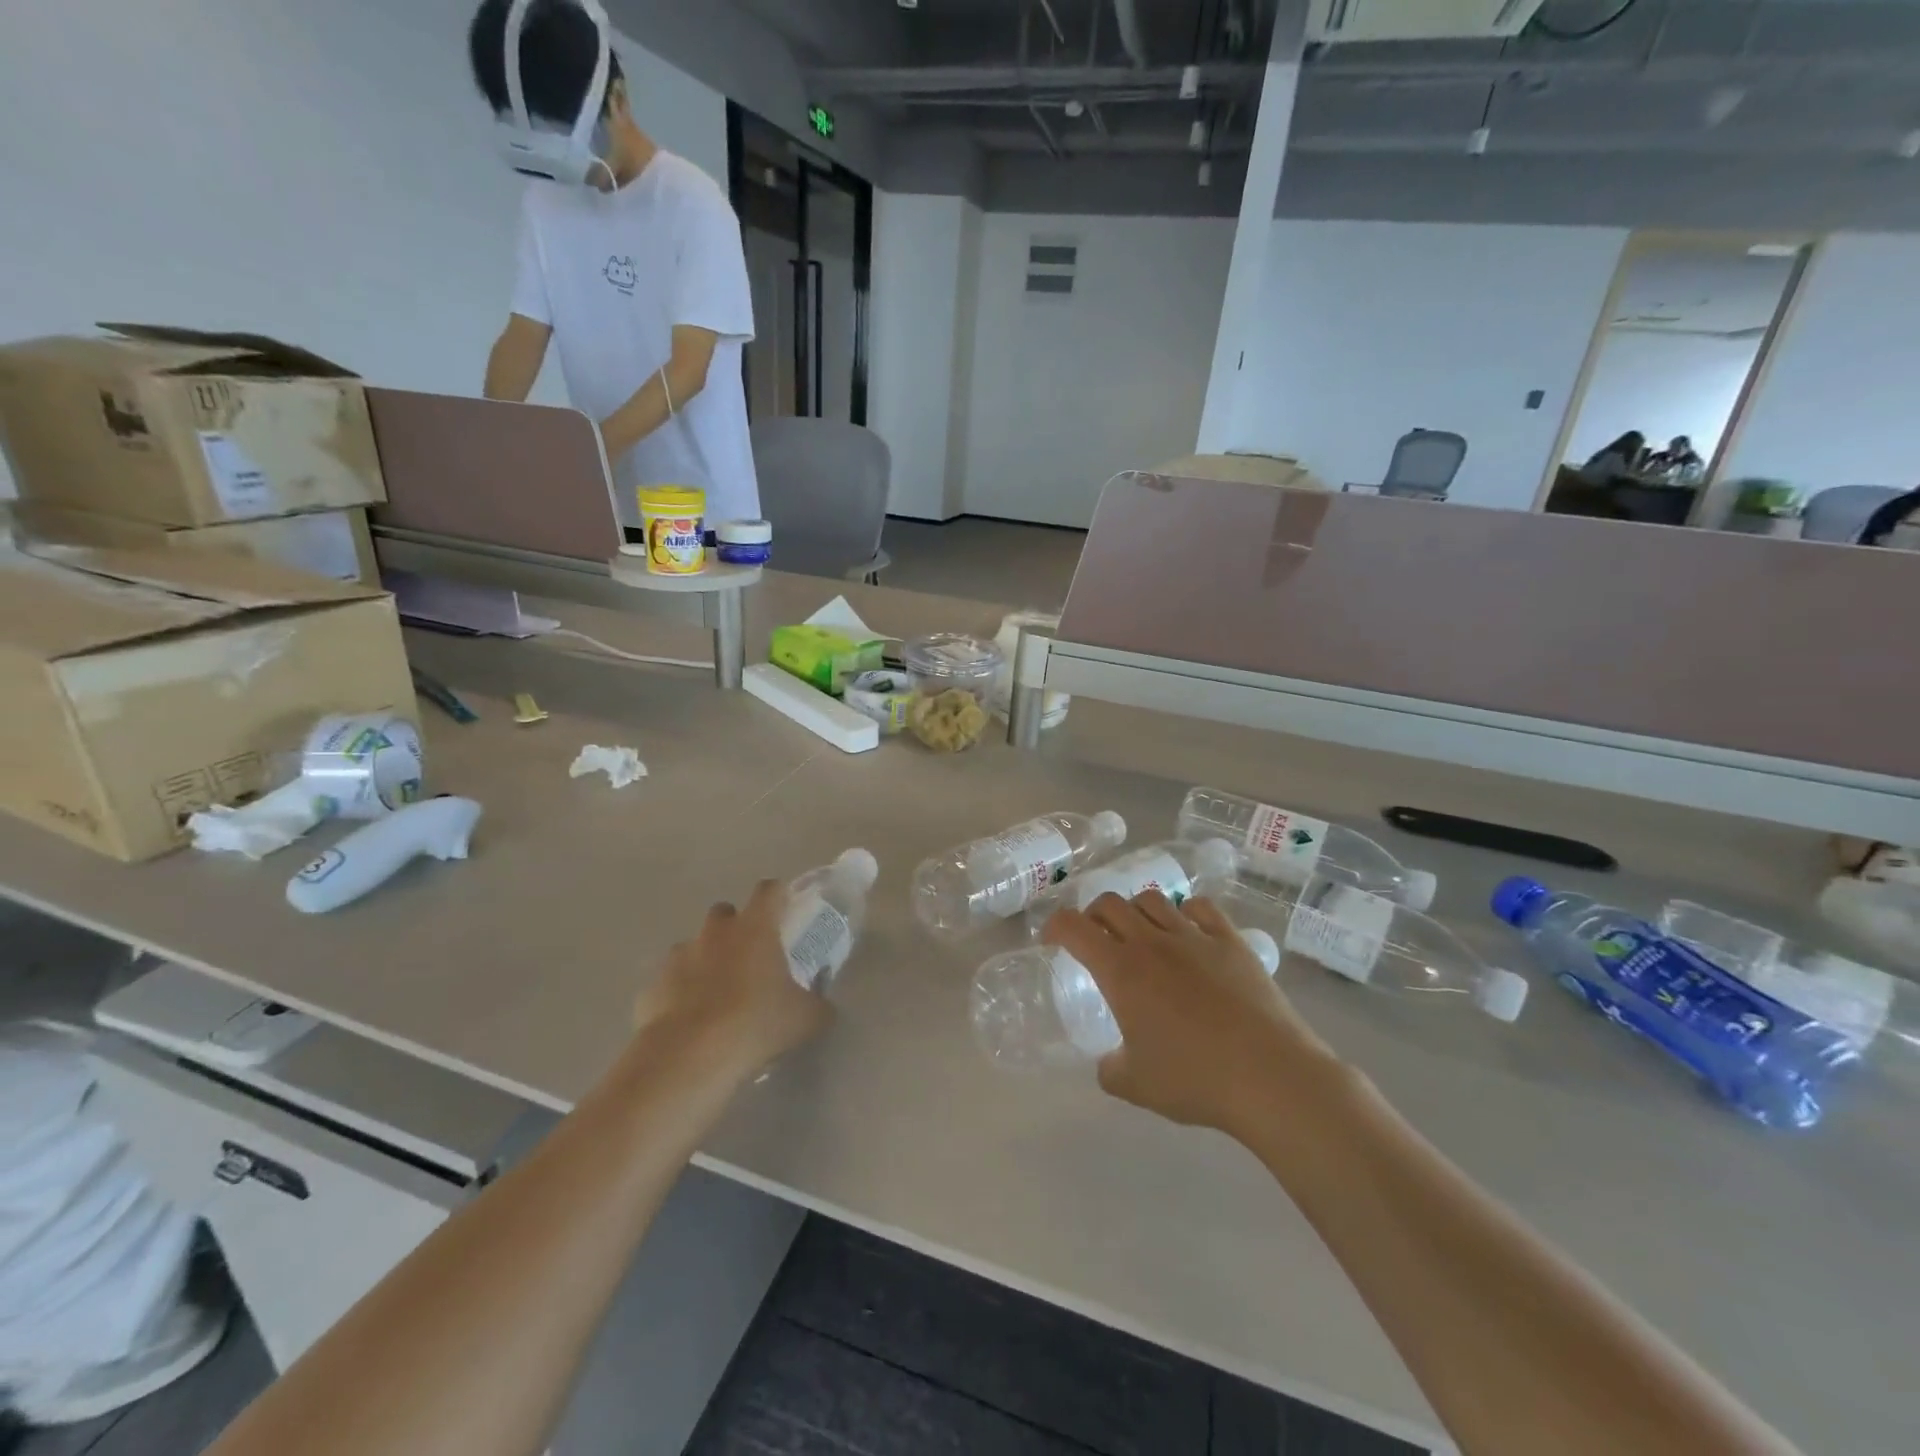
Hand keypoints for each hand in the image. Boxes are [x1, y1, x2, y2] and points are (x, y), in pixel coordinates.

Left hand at [635, 882, 831, 1082]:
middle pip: (725, 913)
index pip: (769, 890)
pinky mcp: (651, 988)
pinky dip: (679, 995)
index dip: (778, 896)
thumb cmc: (756, 1023)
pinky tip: (690, 1024)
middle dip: (736, 929)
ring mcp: (678, 957)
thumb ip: (817, 1005)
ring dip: (705, 962)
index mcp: (755, 928)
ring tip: (718, 997)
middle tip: (751, 961)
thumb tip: (823, 1006)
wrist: (689, 1057)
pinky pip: (669, 983)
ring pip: (693, 947)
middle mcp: (715, 932)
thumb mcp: (806, 1018)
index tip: (786, 912)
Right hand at [1044, 892, 1341, 1139]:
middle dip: (1093, 915)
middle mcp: (1152, 942)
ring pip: (1154, 900)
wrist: (1270, 1076)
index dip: (1055, 926)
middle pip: (1110, 903)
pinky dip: (1185, 912)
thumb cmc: (1195, 1079)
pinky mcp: (1232, 942)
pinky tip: (1188, 931)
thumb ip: (1110, 1068)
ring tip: (1141, 933)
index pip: (1074, 927)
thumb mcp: (1135, 1085)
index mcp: (1121, 971)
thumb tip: (1109, 1062)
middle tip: (1095, 938)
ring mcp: (1195, 937)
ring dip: (1136, 910)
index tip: (1051, 939)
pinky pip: (1202, 908)